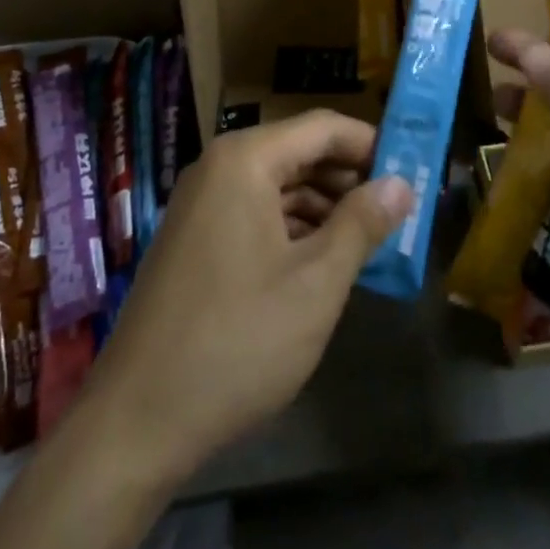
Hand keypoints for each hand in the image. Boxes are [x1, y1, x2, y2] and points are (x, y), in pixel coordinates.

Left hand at [83, 109, 412, 481]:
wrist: (136, 421)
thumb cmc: (237, 341)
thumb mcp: (316, 283)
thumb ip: (362, 224)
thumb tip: (401, 183)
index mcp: (246, 159)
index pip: (323, 127)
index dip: (371, 144)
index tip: (413, 171)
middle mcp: (219, 167)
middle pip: (299, 152)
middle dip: (350, 178)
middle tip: (399, 210)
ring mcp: (202, 203)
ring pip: (278, 184)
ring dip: (325, 206)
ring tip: (370, 239)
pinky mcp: (195, 238)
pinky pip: (255, 212)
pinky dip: (293, 228)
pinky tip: (323, 261)